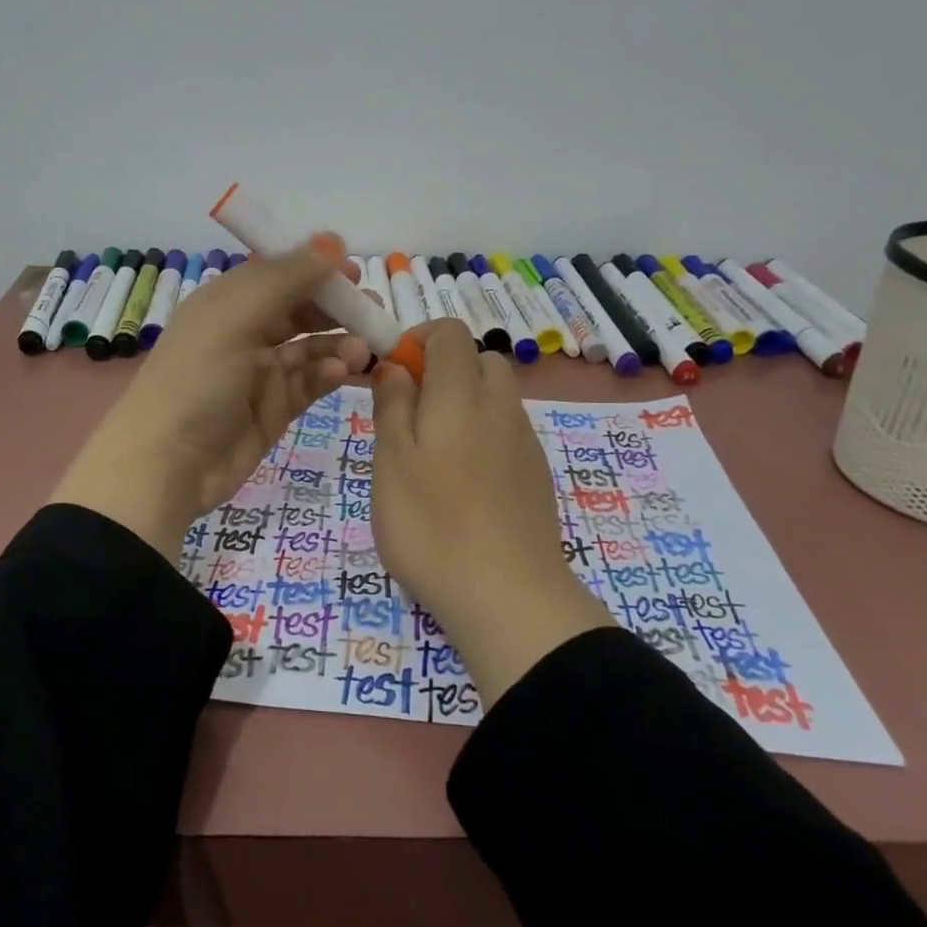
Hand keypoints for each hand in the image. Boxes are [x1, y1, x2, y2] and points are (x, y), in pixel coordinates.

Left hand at [51, 239, 371, 561]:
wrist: (167, 465)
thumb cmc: (197, 379)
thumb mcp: (236, 317)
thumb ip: (287, 278)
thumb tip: (334, 241)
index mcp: (228, 301)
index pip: (279, 272)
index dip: (315, 267)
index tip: (354, 270)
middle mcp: (246, 331)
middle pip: (301, 308)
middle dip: (338, 306)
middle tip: (373, 309)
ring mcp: (262, 372)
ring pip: (313, 346)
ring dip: (341, 342)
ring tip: (366, 348)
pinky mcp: (276, 408)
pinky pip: (311, 381)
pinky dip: (330, 373)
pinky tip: (342, 372)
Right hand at [370, 319, 610, 703]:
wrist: (508, 595)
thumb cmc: (431, 523)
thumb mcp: (390, 461)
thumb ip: (392, 404)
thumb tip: (395, 366)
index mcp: (461, 393)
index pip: (450, 332)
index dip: (418, 338)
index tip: (393, 373)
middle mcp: (500, 406)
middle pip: (479, 360)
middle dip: (444, 369)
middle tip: (410, 412)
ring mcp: (524, 441)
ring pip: (495, 396)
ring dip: (464, 402)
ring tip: (432, 452)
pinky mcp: (537, 474)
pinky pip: (507, 431)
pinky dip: (483, 434)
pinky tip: (463, 482)